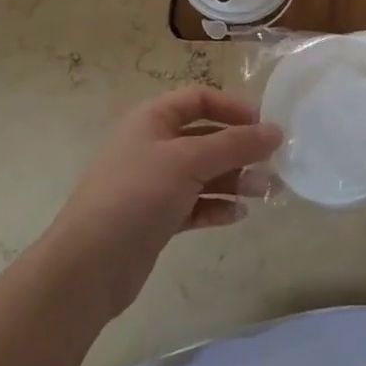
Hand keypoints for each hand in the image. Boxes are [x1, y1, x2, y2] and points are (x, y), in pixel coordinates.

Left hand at [43, 87, 282, 318]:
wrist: (89, 266)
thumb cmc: (137, 195)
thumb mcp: (189, 161)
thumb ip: (235, 144)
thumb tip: (276, 131)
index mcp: (152, 119)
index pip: (199, 99)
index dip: (232, 107)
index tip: (263, 125)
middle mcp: (153, 146)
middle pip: (206, 137)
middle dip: (240, 149)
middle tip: (274, 165)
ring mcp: (154, 184)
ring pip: (204, 173)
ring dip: (235, 180)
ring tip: (264, 192)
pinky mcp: (157, 218)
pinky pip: (196, 204)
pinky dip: (217, 207)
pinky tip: (237, 215)